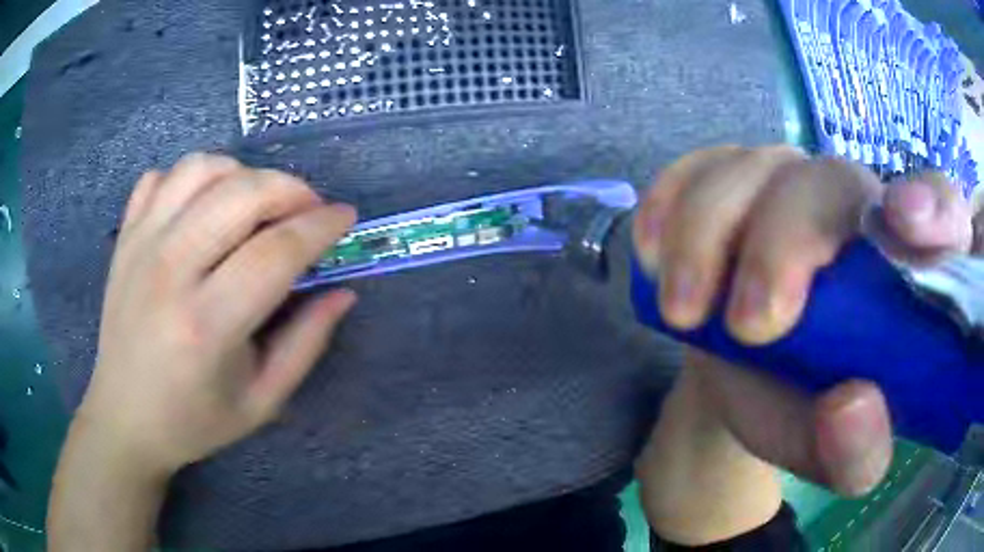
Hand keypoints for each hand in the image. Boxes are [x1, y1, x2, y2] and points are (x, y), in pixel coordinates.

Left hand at [78, 153, 356, 475]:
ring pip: (201, 170)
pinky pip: (164, 176)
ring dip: (243, 174)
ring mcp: (140, 246)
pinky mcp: (125, 237)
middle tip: (308, 209)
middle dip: (290, 189)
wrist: (125, 416)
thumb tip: (342, 292)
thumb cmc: (194, 419)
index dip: (320, 226)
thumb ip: (307, 343)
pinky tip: (205, 206)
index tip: (345, 217)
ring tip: (257, 203)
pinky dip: (194, 177)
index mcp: (207, 326)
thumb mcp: (263, 401)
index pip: (275, 251)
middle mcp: (169, 272)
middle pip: (241, 194)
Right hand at [633, 146, 975, 495]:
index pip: (943, 210)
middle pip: (830, 182)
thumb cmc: (808, 414)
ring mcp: (790, 183)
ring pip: (755, 167)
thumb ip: (857, 452)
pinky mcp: (732, 181)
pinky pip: (698, 165)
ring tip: (682, 310)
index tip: (904, 225)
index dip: (933, 206)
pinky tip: (653, 252)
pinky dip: (669, 201)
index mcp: (907, 270)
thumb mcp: (837, 458)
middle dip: (785, 243)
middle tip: (747, 326)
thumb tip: (851, 406)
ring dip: (709, 232)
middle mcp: (856, 207)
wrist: (747, 384)